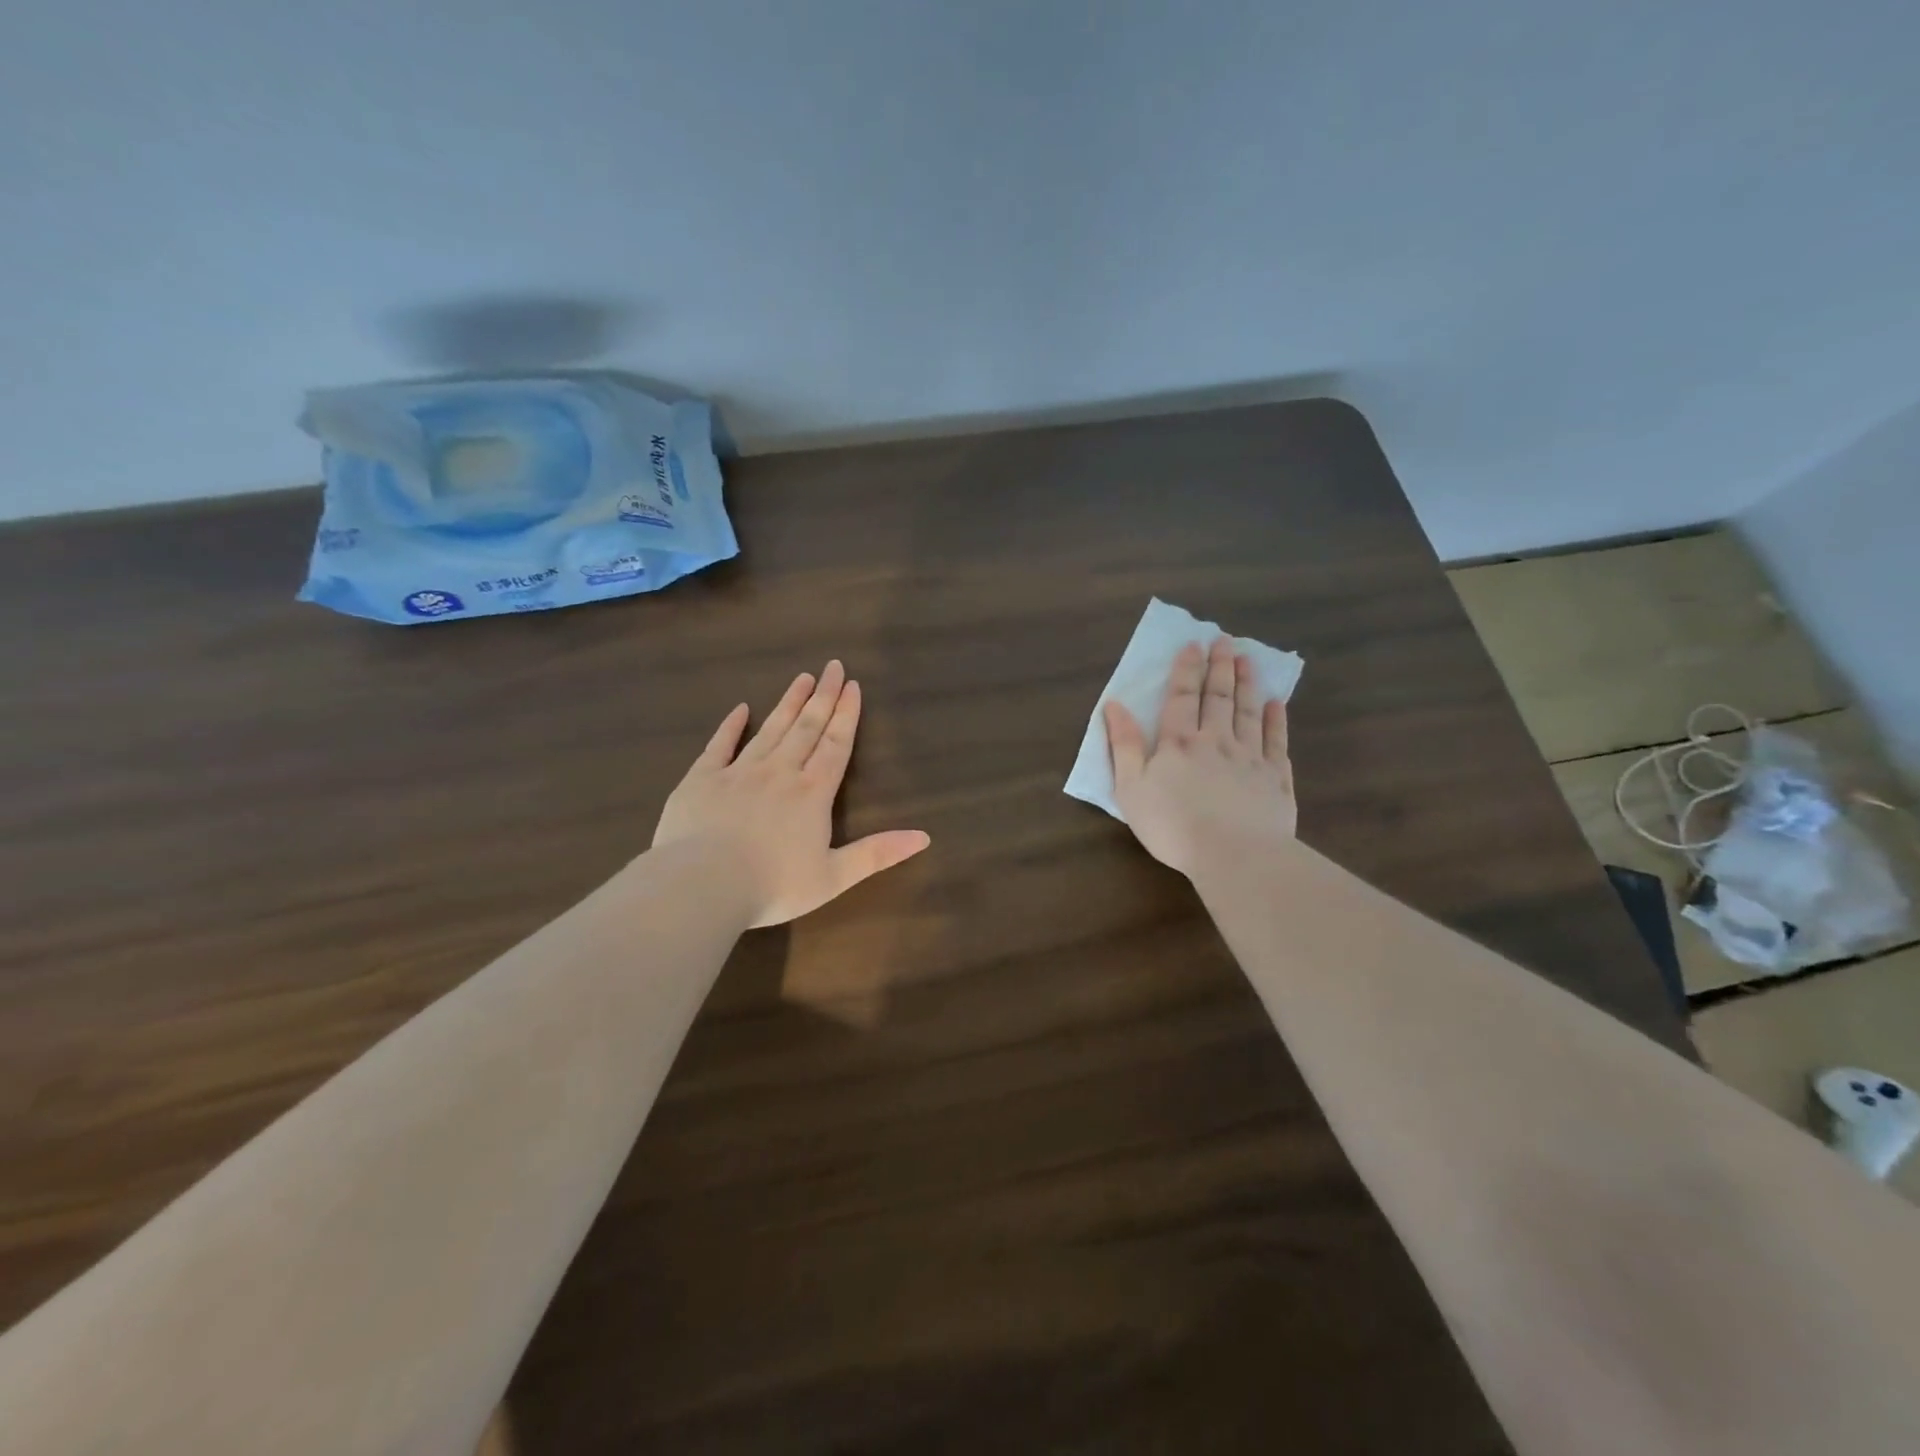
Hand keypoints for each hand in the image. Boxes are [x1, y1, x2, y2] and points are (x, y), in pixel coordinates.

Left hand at [653, 660, 930, 926]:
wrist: (703, 884)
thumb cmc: (773, 885)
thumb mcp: (834, 876)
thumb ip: (877, 854)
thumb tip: (924, 837)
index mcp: (812, 793)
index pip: (836, 745)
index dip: (846, 715)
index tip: (853, 685)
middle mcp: (780, 772)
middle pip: (807, 727)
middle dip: (823, 697)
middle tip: (833, 666)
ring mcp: (739, 771)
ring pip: (770, 729)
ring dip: (788, 702)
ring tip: (802, 678)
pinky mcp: (702, 778)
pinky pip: (720, 745)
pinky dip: (731, 726)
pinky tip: (740, 709)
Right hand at [1104, 636, 1296, 876]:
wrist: (1234, 856)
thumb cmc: (1172, 825)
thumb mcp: (1131, 788)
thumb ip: (1123, 745)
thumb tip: (1114, 705)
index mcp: (1179, 743)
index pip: (1182, 697)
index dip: (1186, 670)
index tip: (1193, 644)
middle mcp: (1216, 740)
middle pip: (1219, 697)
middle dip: (1219, 666)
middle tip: (1224, 640)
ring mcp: (1250, 758)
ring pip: (1248, 712)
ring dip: (1246, 684)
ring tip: (1247, 659)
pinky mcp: (1276, 779)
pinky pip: (1276, 741)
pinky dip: (1276, 720)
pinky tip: (1276, 704)